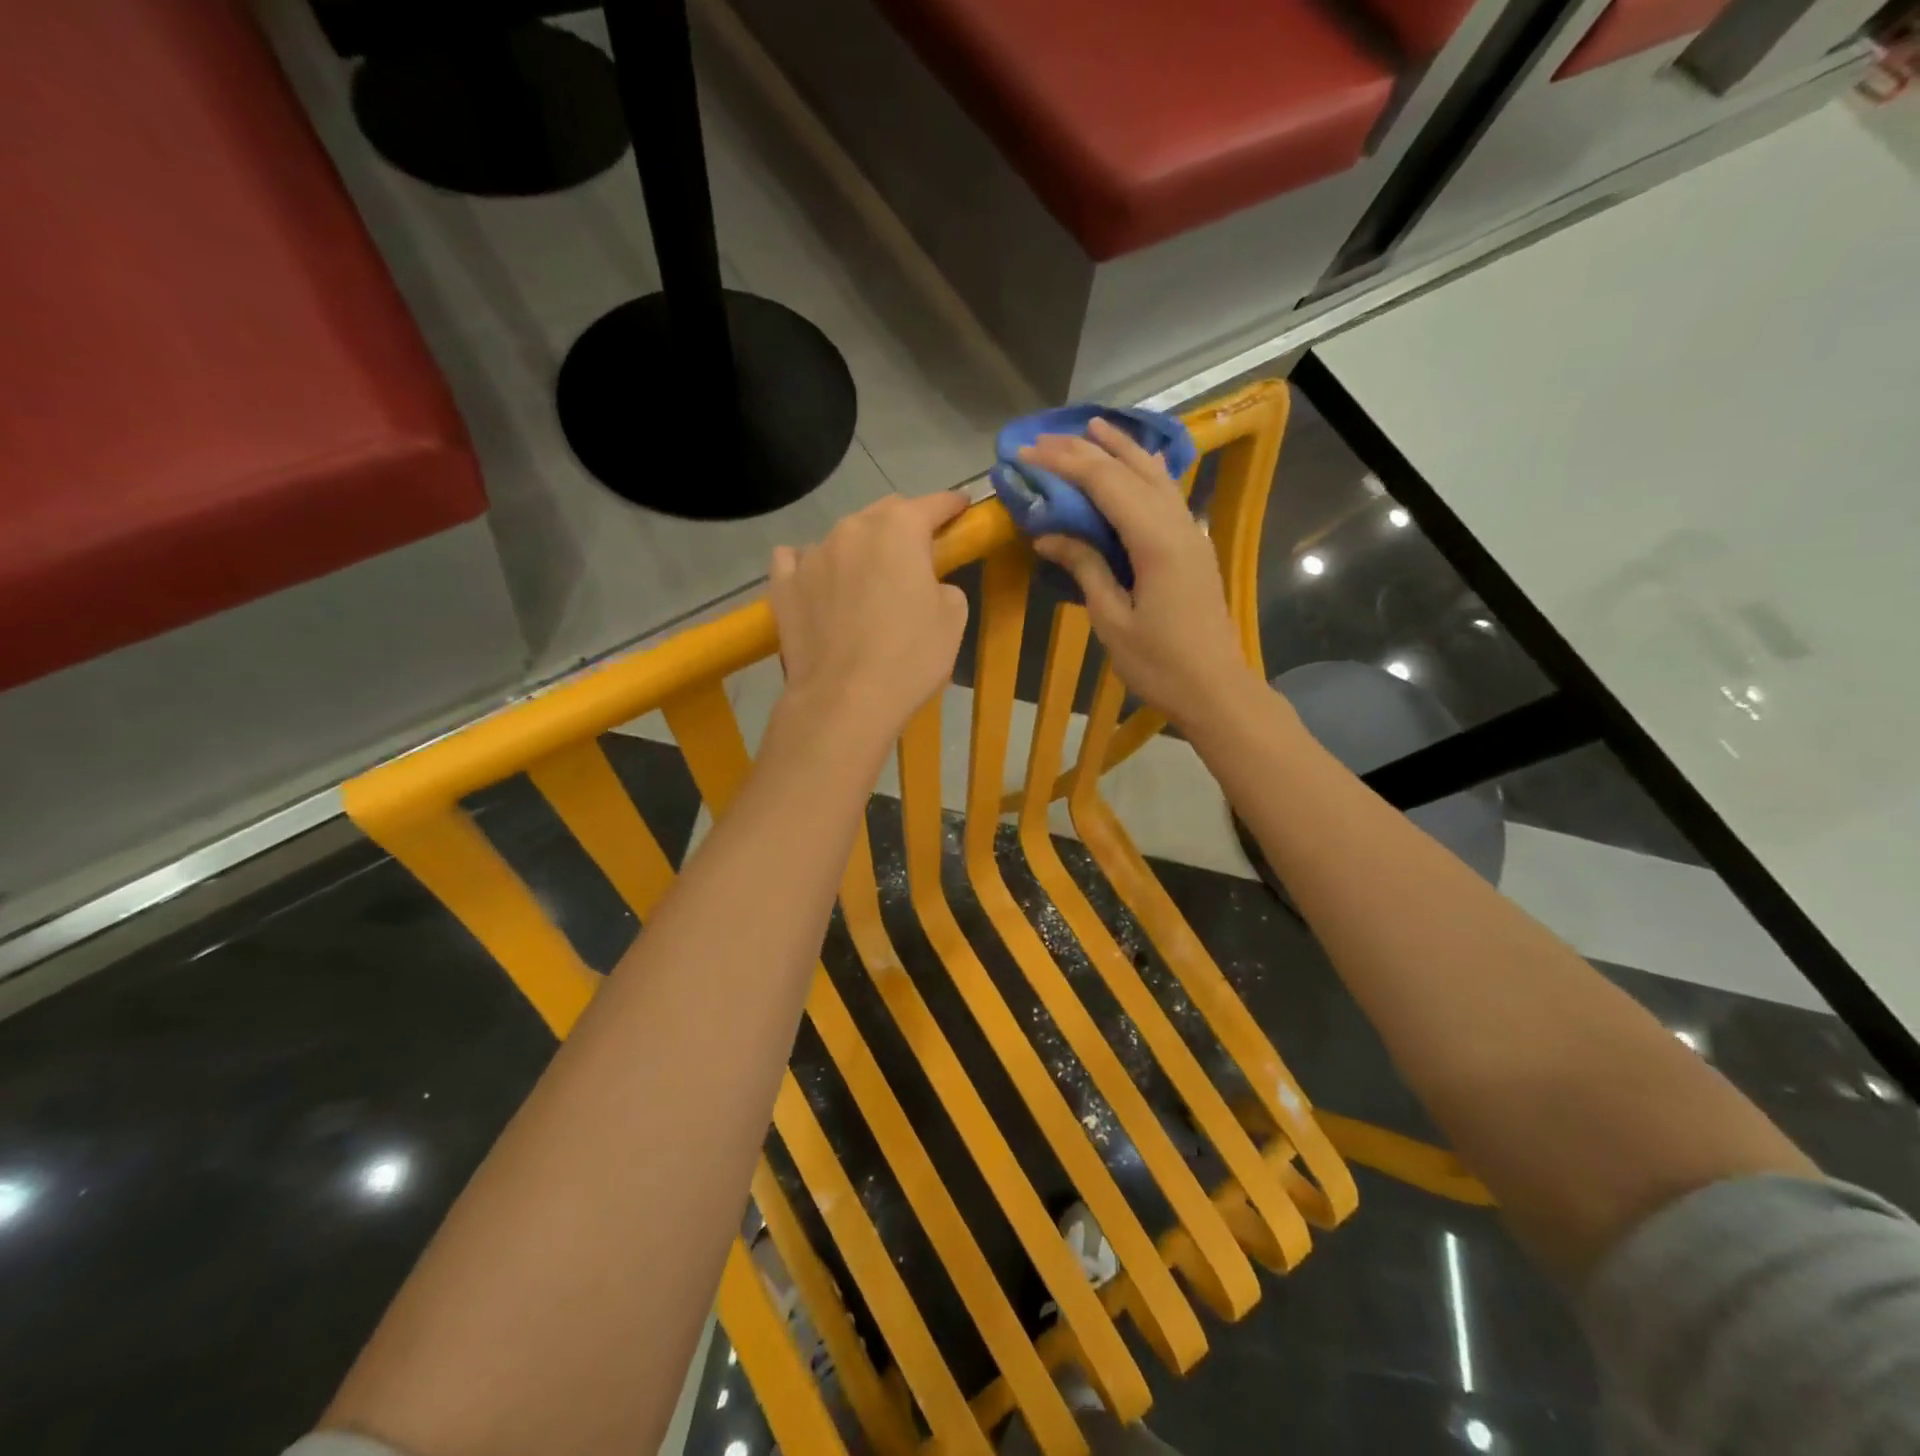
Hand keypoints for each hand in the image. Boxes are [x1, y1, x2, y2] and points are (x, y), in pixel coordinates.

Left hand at [768, 492, 969, 755]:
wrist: (845, 701)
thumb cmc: (910, 657)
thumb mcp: (953, 619)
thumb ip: (942, 584)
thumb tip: (925, 584)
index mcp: (899, 529)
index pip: (933, 504)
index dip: (951, 506)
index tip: (962, 509)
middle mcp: (851, 529)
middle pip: (883, 514)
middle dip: (904, 525)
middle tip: (916, 553)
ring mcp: (811, 554)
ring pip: (841, 538)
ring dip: (859, 550)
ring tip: (866, 580)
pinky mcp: (783, 584)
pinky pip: (797, 560)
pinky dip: (812, 566)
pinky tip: (819, 584)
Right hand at [1026, 419, 1254, 728]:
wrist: (1215, 689)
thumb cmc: (1159, 664)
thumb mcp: (1112, 620)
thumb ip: (1086, 567)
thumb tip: (1050, 535)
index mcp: (1155, 541)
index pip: (1105, 483)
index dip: (1064, 463)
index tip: (1027, 453)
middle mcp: (1177, 524)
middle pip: (1130, 470)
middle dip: (1086, 449)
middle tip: (1046, 438)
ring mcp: (1191, 533)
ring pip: (1155, 475)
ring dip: (1122, 449)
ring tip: (1091, 429)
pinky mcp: (1194, 546)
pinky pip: (1167, 494)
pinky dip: (1144, 472)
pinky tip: (1136, 465)